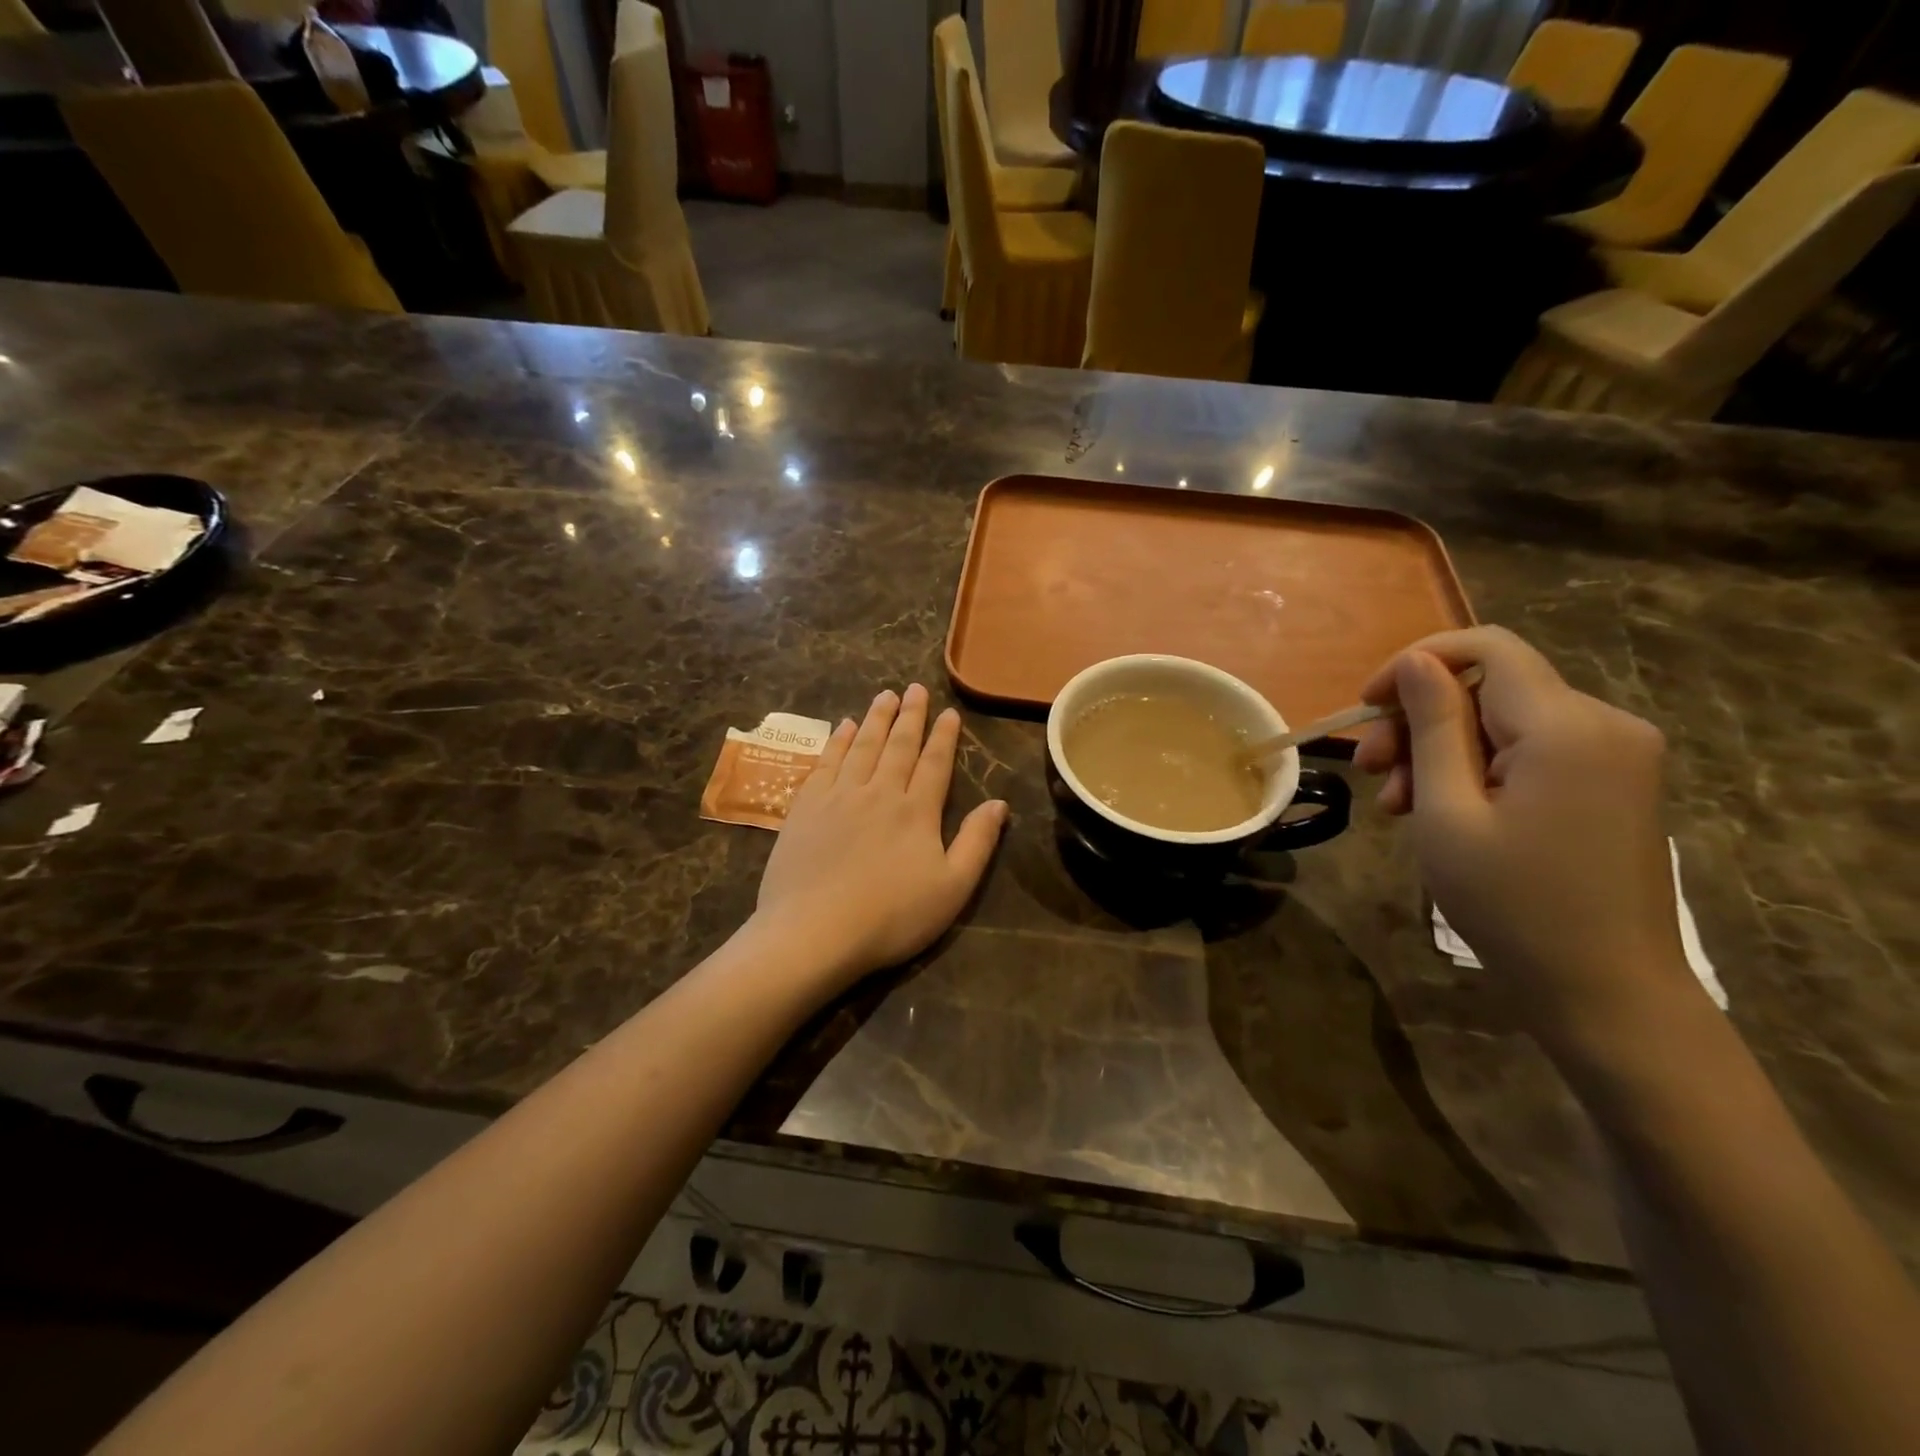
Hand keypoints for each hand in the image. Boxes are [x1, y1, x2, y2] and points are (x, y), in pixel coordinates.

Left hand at [751, 685, 1007, 989]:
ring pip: (862, 746)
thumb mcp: (952, 888)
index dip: (944, 736)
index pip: (935, 763)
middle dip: (910, 715)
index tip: (949, 712)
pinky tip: (843, 727)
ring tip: (884, 695)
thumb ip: (977, 842)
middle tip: (915, 688)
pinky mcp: (805, 807)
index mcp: (917, 811)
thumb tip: (999, 803)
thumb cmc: (891, 917)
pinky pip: (826, 762)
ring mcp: (838, 796)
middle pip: (898, 745)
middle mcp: (879, 792)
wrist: (814, 932)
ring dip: (875, 718)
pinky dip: (837, 741)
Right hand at [1353, 627, 1696, 1042]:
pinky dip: (1477, 768)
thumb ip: (1432, 726)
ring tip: (1397, 805)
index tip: (1367, 706)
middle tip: (1370, 770)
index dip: (1416, 663)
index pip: (1486, 648)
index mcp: (1567, 727)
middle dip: (1419, 718)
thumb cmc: (1511, 904)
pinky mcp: (1611, 782)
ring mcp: (1616, 754)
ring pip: (1503, 719)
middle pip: (1490, 686)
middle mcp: (1605, 724)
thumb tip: (1415, 661)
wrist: (1605, 992)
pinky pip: (1529, 749)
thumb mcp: (1447, 812)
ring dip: (1440, 750)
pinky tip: (1442, 809)